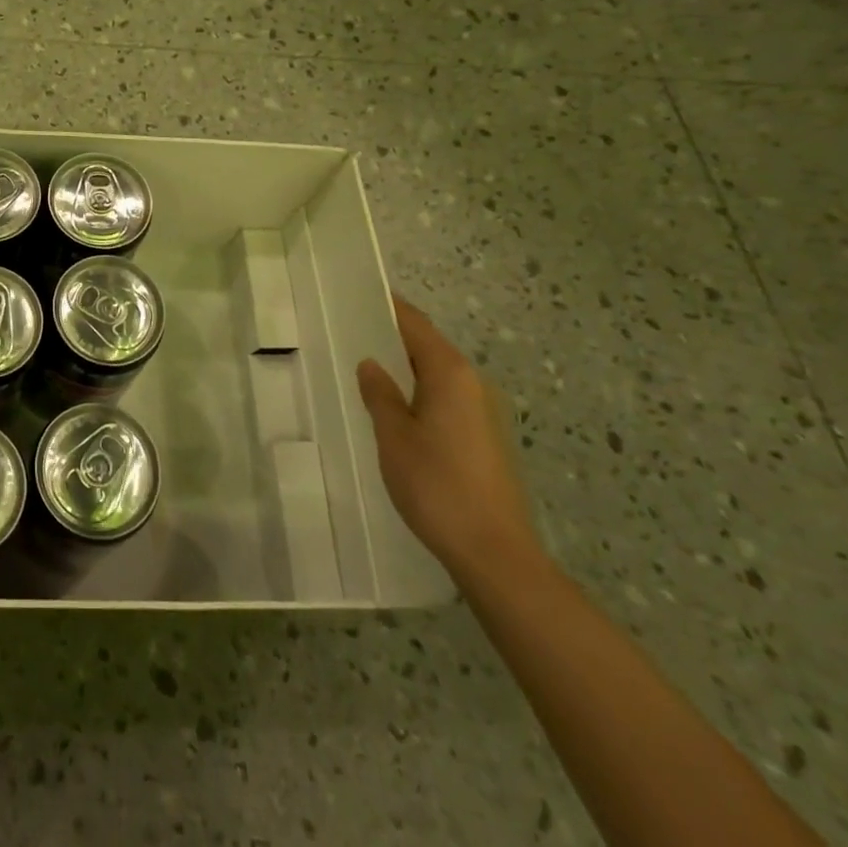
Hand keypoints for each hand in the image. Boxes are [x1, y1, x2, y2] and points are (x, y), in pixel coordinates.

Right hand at [358, 295, 541, 587]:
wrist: (495, 553)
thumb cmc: (437, 485)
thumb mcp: (394, 436)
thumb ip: (380, 395)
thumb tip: (372, 365)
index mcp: (450, 373)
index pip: (415, 324)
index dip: (389, 307)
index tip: (359, 295)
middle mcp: (473, 384)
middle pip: (429, 347)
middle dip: (394, 338)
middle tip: (352, 333)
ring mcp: (485, 412)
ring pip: (438, 375)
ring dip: (407, 369)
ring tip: (368, 371)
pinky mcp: (486, 439)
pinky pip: (446, 399)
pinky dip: (420, 393)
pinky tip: (397, 411)